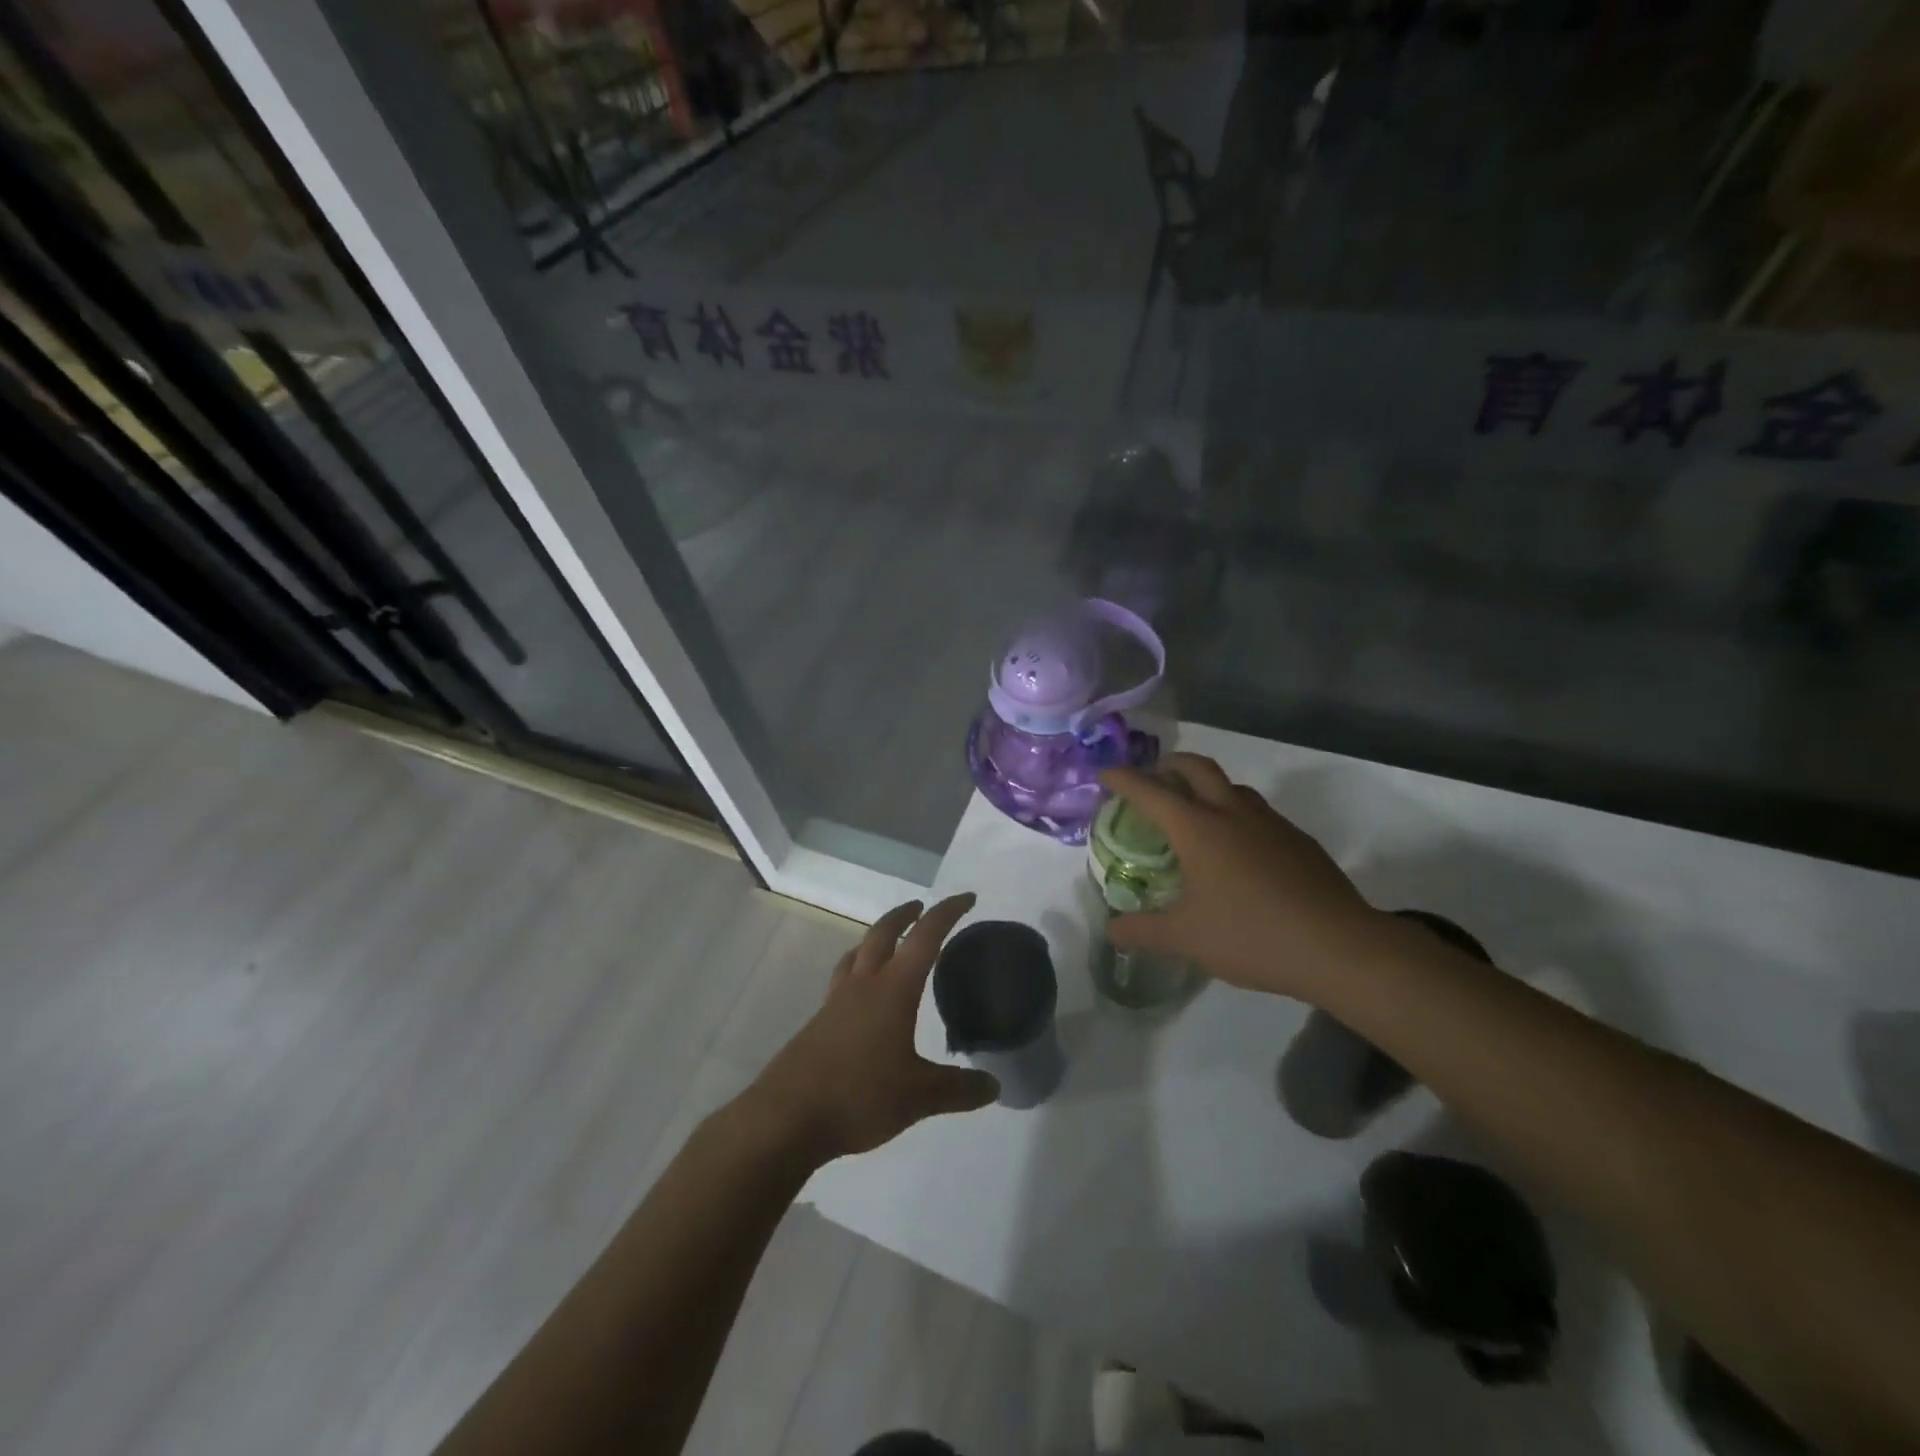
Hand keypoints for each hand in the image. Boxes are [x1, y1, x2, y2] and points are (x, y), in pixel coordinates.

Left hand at [742, 894, 998, 1163]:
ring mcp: (835, 1003)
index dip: (947, 913)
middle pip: (883, 934)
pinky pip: (842, 981)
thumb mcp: (919, 1097)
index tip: (967, 897)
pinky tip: (862, 997)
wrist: (786, 1117)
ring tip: (889, 943)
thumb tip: (995, 1086)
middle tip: (921, 908)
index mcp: (893, 990)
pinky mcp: (817, 1024)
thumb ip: (959, 1089)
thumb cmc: (859, 1096)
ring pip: (857, 954)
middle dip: (904, 915)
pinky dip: (858, 971)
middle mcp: (863, 985)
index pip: (925, 937)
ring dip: (876, 939)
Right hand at [1099, 754, 1384, 1001]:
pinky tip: (1238, 850)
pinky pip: (1257, 812)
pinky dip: (1235, 813)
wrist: (1339, 947)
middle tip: (1153, 780)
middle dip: (1168, 765)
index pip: (1150, 791)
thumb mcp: (1187, 939)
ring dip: (1206, 786)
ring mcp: (1270, 823)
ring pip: (1231, 786)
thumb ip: (1143, 931)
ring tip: (1194, 812)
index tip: (1105, 773)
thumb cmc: (1252, 935)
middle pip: (1196, 767)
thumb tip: (1112, 929)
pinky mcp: (1298, 840)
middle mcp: (1232, 813)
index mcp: (1198, 829)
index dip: (1123, 779)